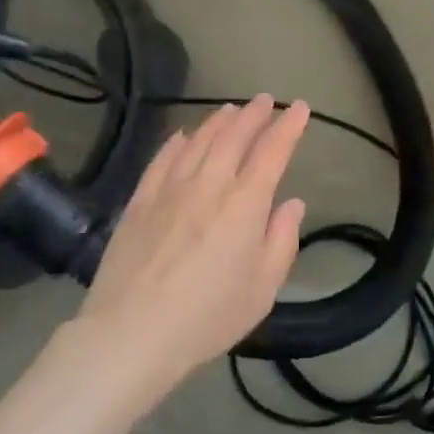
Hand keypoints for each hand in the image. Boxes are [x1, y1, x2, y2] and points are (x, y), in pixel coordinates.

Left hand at [73, 95, 308, 394]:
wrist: (133, 332)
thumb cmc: (209, 316)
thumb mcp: (262, 288)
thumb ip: (281, 240)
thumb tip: (292, 203)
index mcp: (245, 204)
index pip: (272, 152)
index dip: (288, 127)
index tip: (300, 109)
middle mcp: (208, 185)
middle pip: (233, 137)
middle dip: (254, 115)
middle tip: (266, 101)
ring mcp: (169, 189)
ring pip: (198, 141)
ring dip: (218, 121)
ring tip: (230, 109)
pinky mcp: (139, 201)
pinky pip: (162, 159)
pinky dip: (177, 142)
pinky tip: (183, 135)